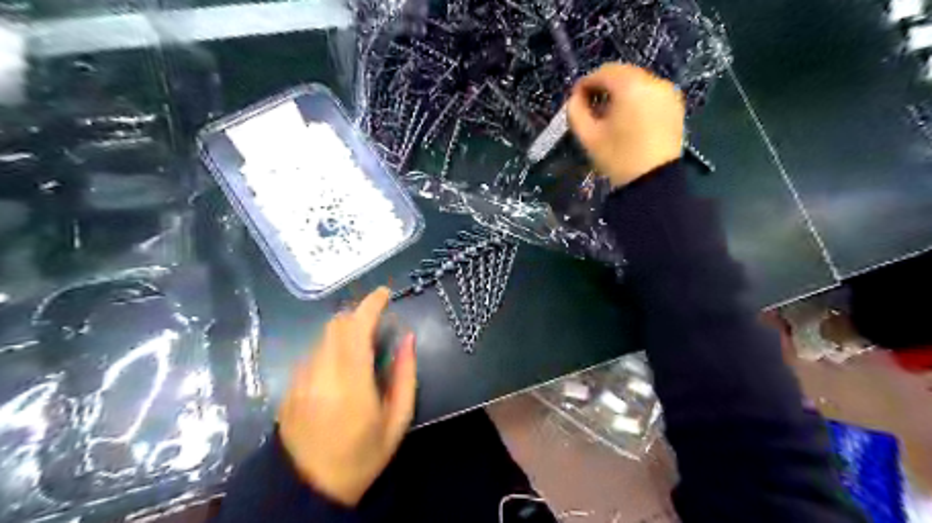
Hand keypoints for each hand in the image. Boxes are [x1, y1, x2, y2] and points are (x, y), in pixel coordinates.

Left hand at [277, 288, 416, 504]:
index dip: (371, 304)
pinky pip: (312, 354)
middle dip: (357, 316)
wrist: (309, 490)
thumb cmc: (362, 456)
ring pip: (322, 337)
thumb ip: (405, 376)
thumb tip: (407, 339)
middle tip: (376, 323)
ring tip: (359, 350)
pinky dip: (330, 349)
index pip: (357, 328)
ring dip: (343, 333)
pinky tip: (339, 371)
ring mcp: (300, 380)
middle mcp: (321, 374)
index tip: (385, 293)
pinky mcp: (290, 387)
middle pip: (336, 325)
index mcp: (351, 383)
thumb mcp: (397, 421)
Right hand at [565, 62, 685, 188]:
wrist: (653, 182)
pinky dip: (637, 100)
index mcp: (631, 86)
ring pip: (638, 83)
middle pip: (623, 74)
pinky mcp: (676, 105)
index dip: (586, 83)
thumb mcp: (588, 137)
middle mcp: (653, 82)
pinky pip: (651, 94)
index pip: (604, 72)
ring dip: (621, 93)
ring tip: (609, 115)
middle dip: (604, 87)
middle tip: (591, 107)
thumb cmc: (618, 158)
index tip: (576, 99)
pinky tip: (629, 120)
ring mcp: (668, 93)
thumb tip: (575, 98)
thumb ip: (575, 112)